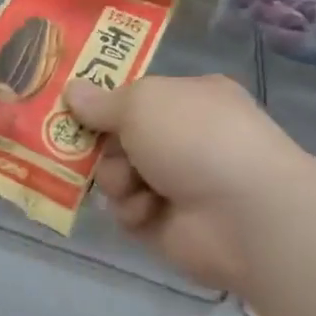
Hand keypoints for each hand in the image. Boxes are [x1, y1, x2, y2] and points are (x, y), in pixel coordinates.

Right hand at [65, 75, 297, 296]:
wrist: (244, 214)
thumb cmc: (195, 138)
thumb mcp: (142, 103)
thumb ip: (101, 102)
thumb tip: (71, 91)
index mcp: (189, 99)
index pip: (136, 97)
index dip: (104, 103)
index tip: (73, 109)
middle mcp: (184, 139)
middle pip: (119, 138)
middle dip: (103, 146)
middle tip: (91, 149)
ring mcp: (177, 183)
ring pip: (117, 177)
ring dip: (116, 180)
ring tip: (133, 185)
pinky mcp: (167, 225)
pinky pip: (128, 212)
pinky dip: (132, 211)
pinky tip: (148, 212)